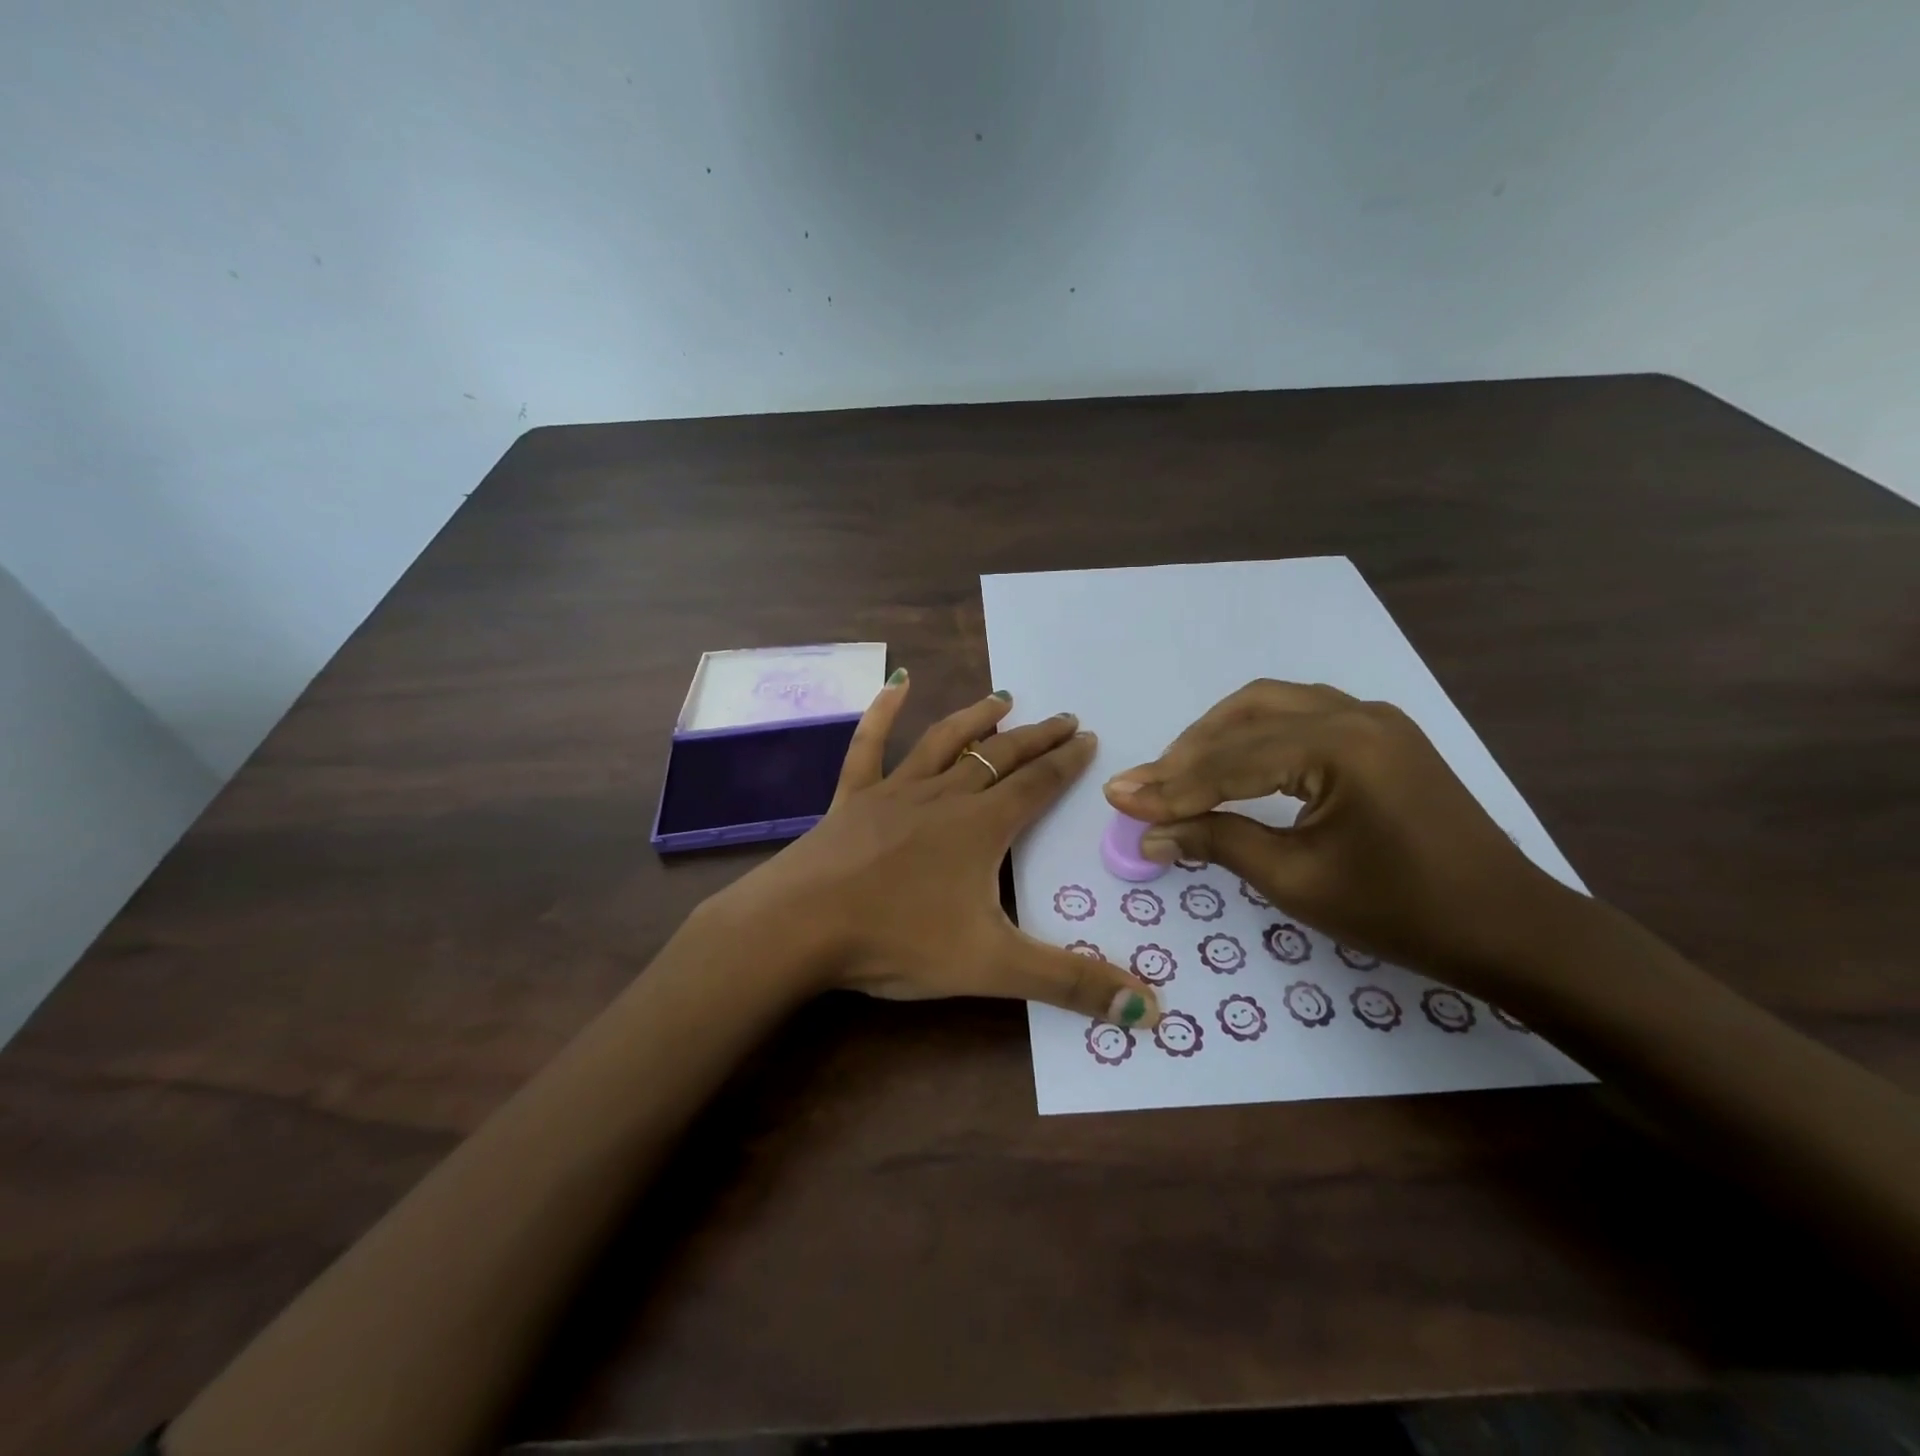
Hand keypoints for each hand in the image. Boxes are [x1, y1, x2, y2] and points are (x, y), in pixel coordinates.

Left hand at [704, 673, 1161, 1028]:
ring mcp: (895, 791)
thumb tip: (1150, 1011)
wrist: (802, 925)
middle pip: (1000, 757)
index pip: (1038, 785)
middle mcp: (944, 797)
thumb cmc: (898, 940)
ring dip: (977, 718)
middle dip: (1036, 737)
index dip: (1067, 761)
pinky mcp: (853, 797)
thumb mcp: (993, 967)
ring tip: (1003, 698)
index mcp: (982, 827)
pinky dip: (884, 712)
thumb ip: (1070, 984)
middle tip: (1063, 718)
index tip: (1088, 736)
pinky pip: (870, 745)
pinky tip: (897, 683)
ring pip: (946, 742)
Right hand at [1102, 680, 1573, 991]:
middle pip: (1244, 717)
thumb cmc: (1402, 912)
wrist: (1509, 928)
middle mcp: (1355, 713)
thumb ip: (1217, 843)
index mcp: (1340, 746)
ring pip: (1270, 706)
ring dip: (1218, 736)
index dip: (1170, 786)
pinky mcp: (1380, 733)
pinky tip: (1233, 762)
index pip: (1231, 761)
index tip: (1118, 799)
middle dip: (1188, 753)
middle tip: (1146, 789)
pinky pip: (1299, 715)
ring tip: (1179, 773)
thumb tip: (1148, 836)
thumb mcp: (1297, 880)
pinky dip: (1254, 735)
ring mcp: (1373, 718)